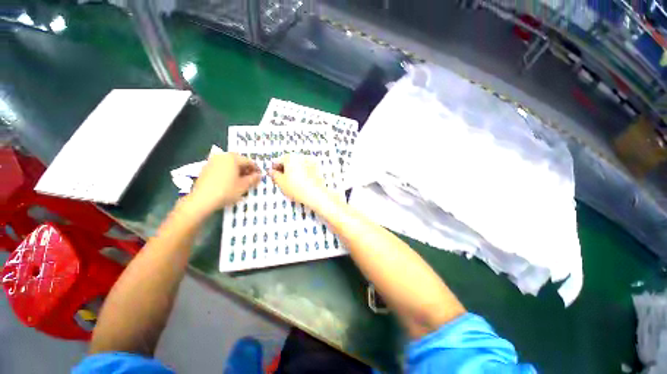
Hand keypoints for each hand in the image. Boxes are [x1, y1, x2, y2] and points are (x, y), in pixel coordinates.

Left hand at [188, 152, 259, 214]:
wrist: (202, 199)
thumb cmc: (226, 191)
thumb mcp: (244, 186)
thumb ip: (253, 179)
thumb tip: (259, 175)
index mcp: (233, 158)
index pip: (249, 161)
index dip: (256, 169)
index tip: (259, 177)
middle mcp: (222, 156)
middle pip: (239, 161)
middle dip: (246, 169)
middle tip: (250, 179)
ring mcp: (212, 161)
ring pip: (229, 163)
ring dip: (237, 170)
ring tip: (241, 181)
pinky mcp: (205, 168)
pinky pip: (221, 167)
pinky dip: (228, 172)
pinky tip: (229, 181)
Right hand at [269, 153, 331, 210]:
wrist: (316, 194)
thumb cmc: (296, 188)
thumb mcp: (281, 183)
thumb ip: (274, 175)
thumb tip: (271, 171)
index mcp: (290, 157)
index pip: (278, 161)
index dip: (274, 169)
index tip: (274, 177)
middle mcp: (300, 156)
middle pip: (289, 162)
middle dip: (285, 169)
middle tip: (283, 181)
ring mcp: (310, 161)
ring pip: (298, 165)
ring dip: (294, 171)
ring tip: (292, 182)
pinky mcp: (317, 168)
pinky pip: (306, 168)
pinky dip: (302, 172)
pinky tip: (302, 182)